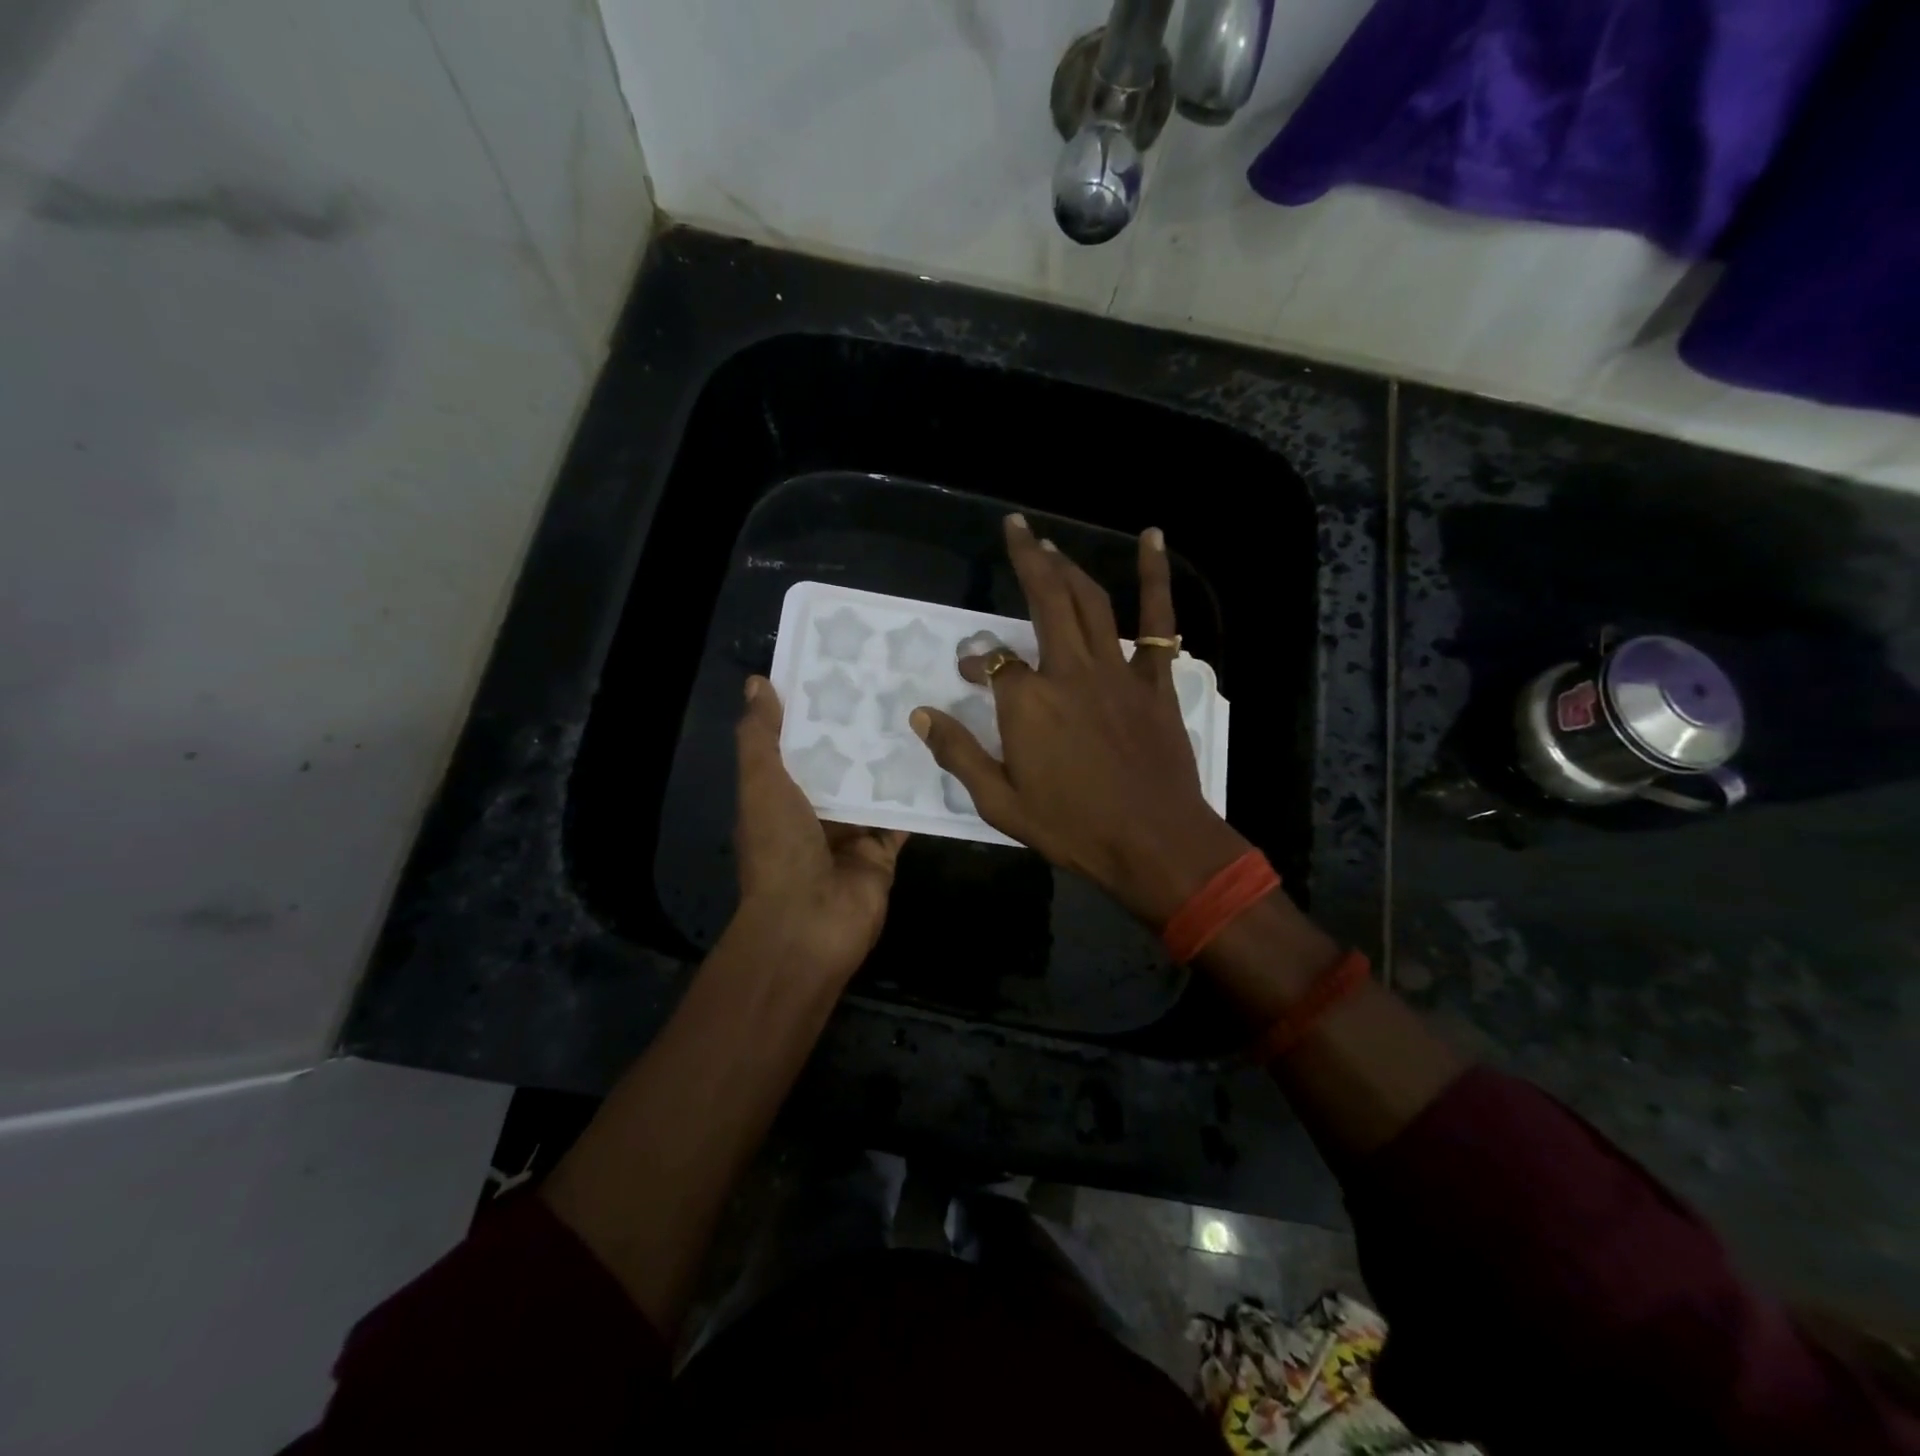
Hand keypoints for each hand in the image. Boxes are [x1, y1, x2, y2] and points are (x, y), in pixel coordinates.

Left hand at [731, 676, 905, 980]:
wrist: (808, 923)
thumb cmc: (779, 848)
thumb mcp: (761, 783)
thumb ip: (760, 736)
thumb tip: (758, 682)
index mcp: (779, 793)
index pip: (798, 742)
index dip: (814, 708)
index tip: (841, 667)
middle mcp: (814, 810)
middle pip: (841, 762)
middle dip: (860, 729)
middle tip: (894, 680)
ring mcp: (851, 832)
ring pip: (874, 786)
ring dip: (891, 757)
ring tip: (922, 708)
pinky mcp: (882, 851)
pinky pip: (903, 817)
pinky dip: (919, 795)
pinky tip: (941, 758)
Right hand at [911, 515, 1248, 927]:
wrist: (1154, 844)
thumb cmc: (1074, 829)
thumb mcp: (1001, 804)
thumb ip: (959, 755)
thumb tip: (920, 716)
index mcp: (1028, 704)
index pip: (993, 663)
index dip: (976, 663)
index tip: (968, 673)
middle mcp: (1069, 672)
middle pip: (1045, 601)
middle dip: (1027, 560)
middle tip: (1015, 528)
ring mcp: (1116, 671)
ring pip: (1091, 602)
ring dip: (1069, 567)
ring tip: (1050, 543)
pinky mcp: (1154, 680)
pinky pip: (1158, 621)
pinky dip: (1156, 577)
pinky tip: (1152, 538)